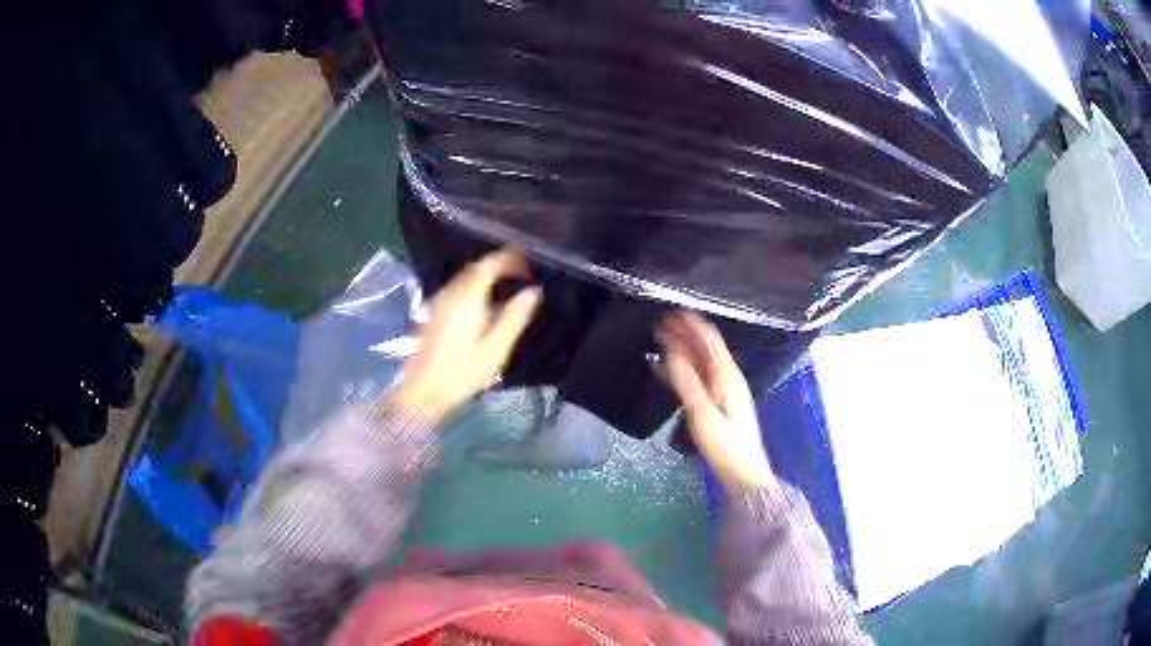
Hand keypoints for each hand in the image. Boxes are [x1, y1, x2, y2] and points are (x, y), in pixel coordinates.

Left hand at [388, 247, 541, 421]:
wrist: (422, 394)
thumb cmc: (461, 374)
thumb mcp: (496, 349)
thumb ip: (515, 317)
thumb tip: (534, 292)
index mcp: (467, 299)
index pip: (489, 265)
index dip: (509, 258)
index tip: (528, 260)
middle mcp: (451, 294)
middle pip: (475, 268)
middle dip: (498, 263)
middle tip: (522, 269)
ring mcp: (439, 304)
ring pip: (464, 277)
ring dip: (486, 274)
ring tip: (507, 282)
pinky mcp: (433, 314)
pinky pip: (457, 288)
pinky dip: (474, 285)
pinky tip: (484, 300)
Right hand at [657, 311, 776, 494]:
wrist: (744, 474)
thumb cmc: (725, 446)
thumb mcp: (703, 414)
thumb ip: (687, 382)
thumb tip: (670, 352)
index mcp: (727, 376)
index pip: (710, 340)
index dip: (691, 324)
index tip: (670, 312)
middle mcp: (728, 378)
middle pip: (706, 348)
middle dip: (684, 334)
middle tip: (659, 324)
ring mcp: (725, 391)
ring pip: (702, 362)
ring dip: (683, 349)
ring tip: (660, 341)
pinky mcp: (719, 403)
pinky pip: (699, 377)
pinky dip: (684, 369)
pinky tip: (667, 370)